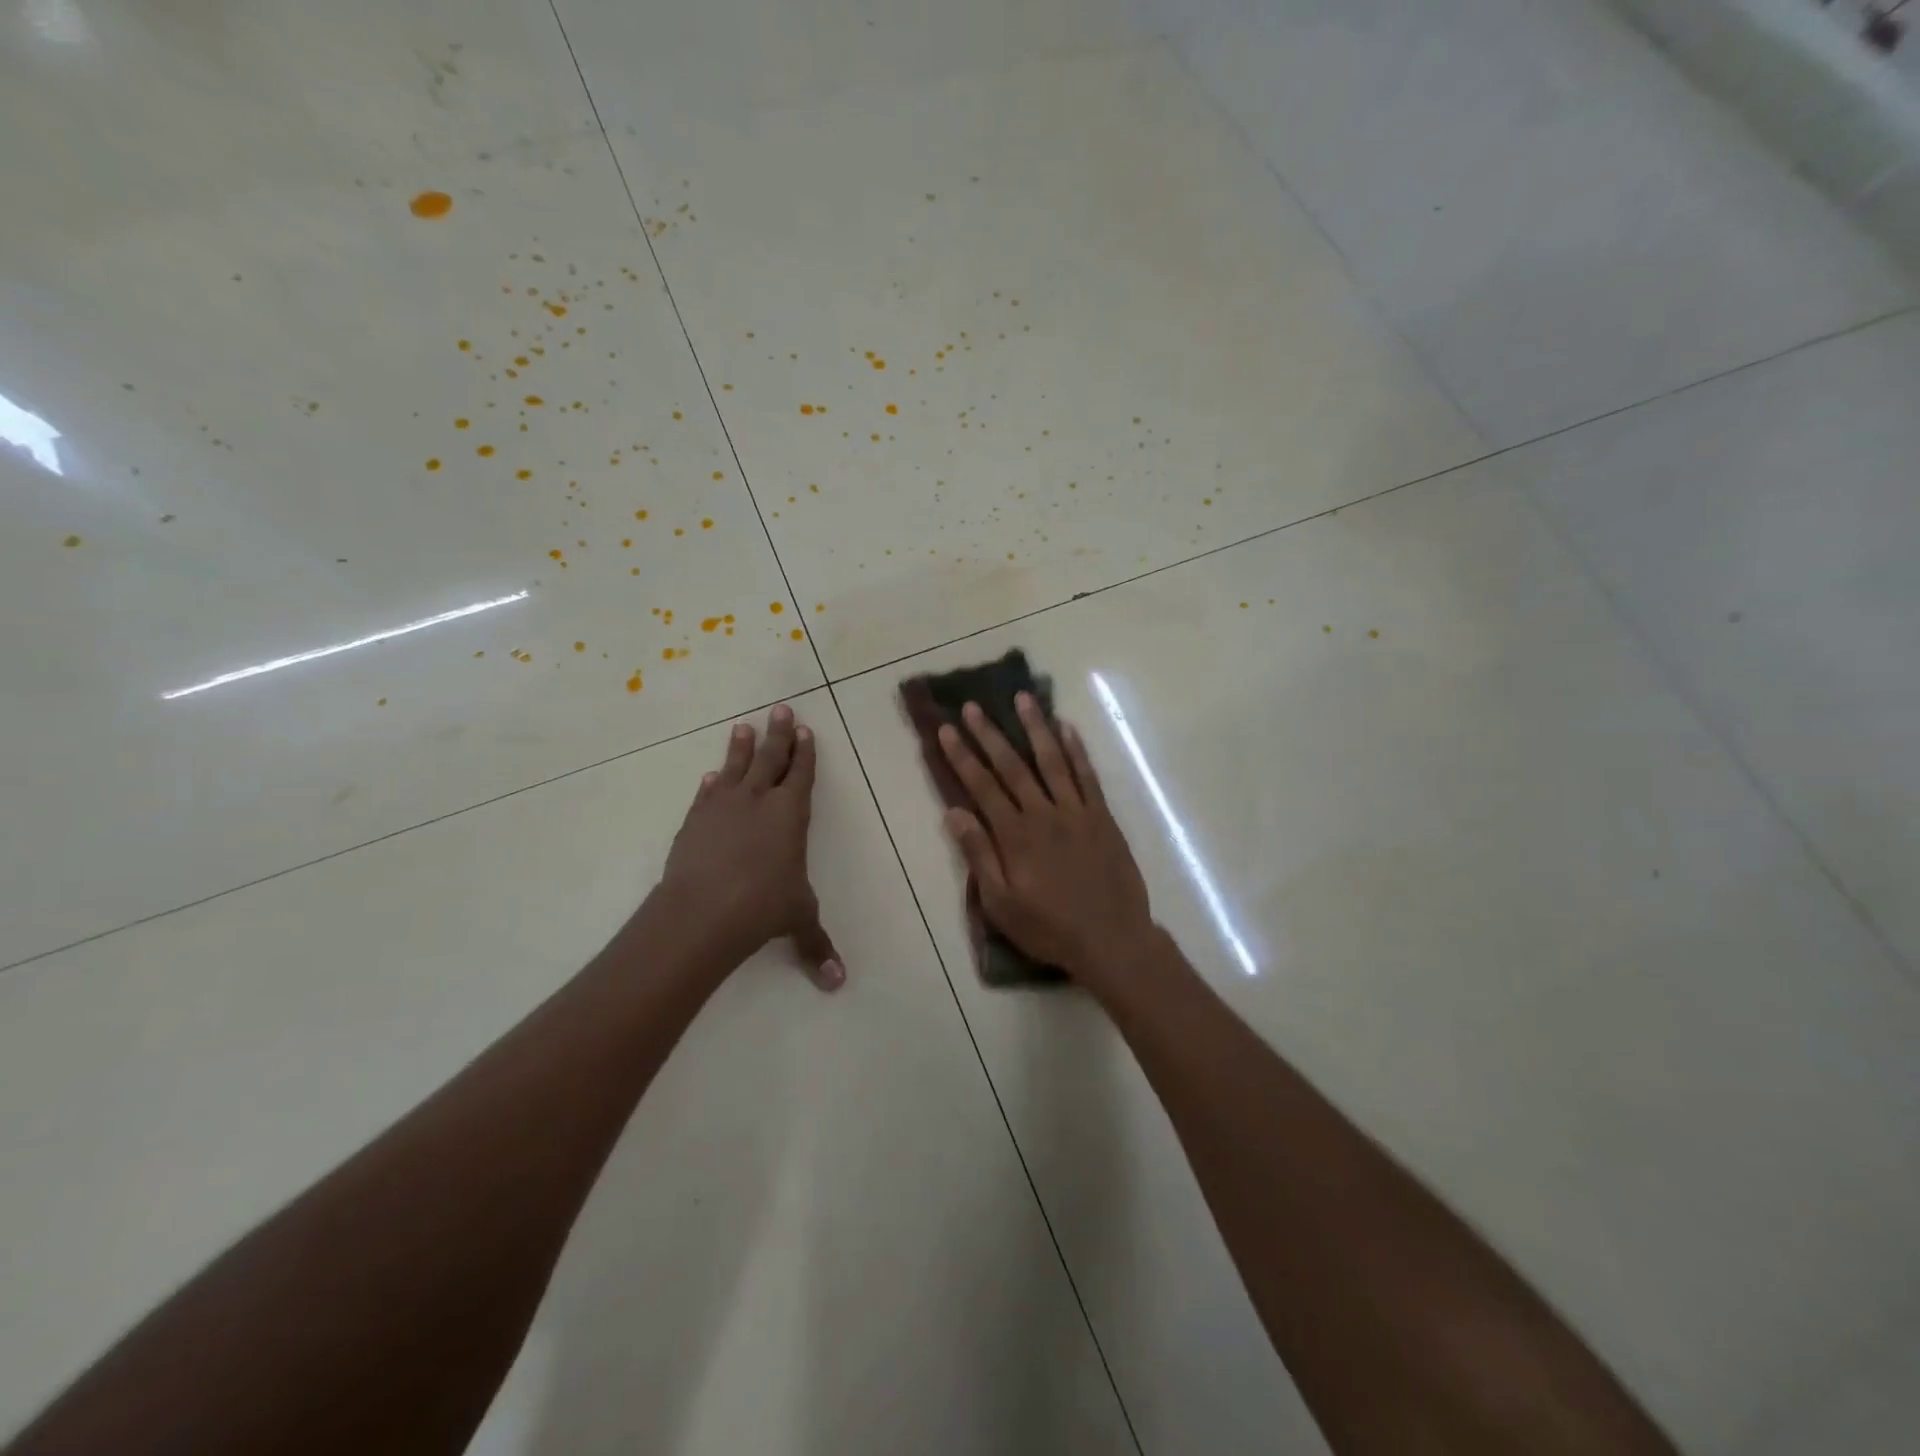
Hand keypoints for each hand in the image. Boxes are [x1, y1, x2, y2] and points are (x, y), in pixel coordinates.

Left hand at [660, 703, 843, 990]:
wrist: (701, 911)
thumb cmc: (762, 907)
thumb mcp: (798, 920)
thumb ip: (816, 945)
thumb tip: (838, 983)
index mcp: (790, 814)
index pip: (801, 774)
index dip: (805, 752)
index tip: (806, 731)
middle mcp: (758, 800)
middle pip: (770, 758)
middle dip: (779, 733)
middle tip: (781, 709)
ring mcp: (722, 807)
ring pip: (735, 767)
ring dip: (741, 747)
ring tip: (743, 726)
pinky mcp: (694, 821)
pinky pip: (705, 794)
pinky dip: (710, 783)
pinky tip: (709, 776)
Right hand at [939, 693, 1153, 990]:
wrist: (1112, 940)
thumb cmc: (1049, 928)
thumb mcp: (1001, 904)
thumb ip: (979, 856)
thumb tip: (954, 813)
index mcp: (1015, 835)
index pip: (982, 786)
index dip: (963, 756)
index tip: (948, 729)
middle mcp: (1044, 814)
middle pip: (1012, 766)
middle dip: (990, 734)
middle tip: (975, 705)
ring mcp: (1077, 812)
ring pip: (1052, 760)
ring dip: (1036, 728)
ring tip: (1023, 698)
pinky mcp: (1102, 817)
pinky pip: (1088, 776)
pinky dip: (1077, 750)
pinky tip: (1067, 728)